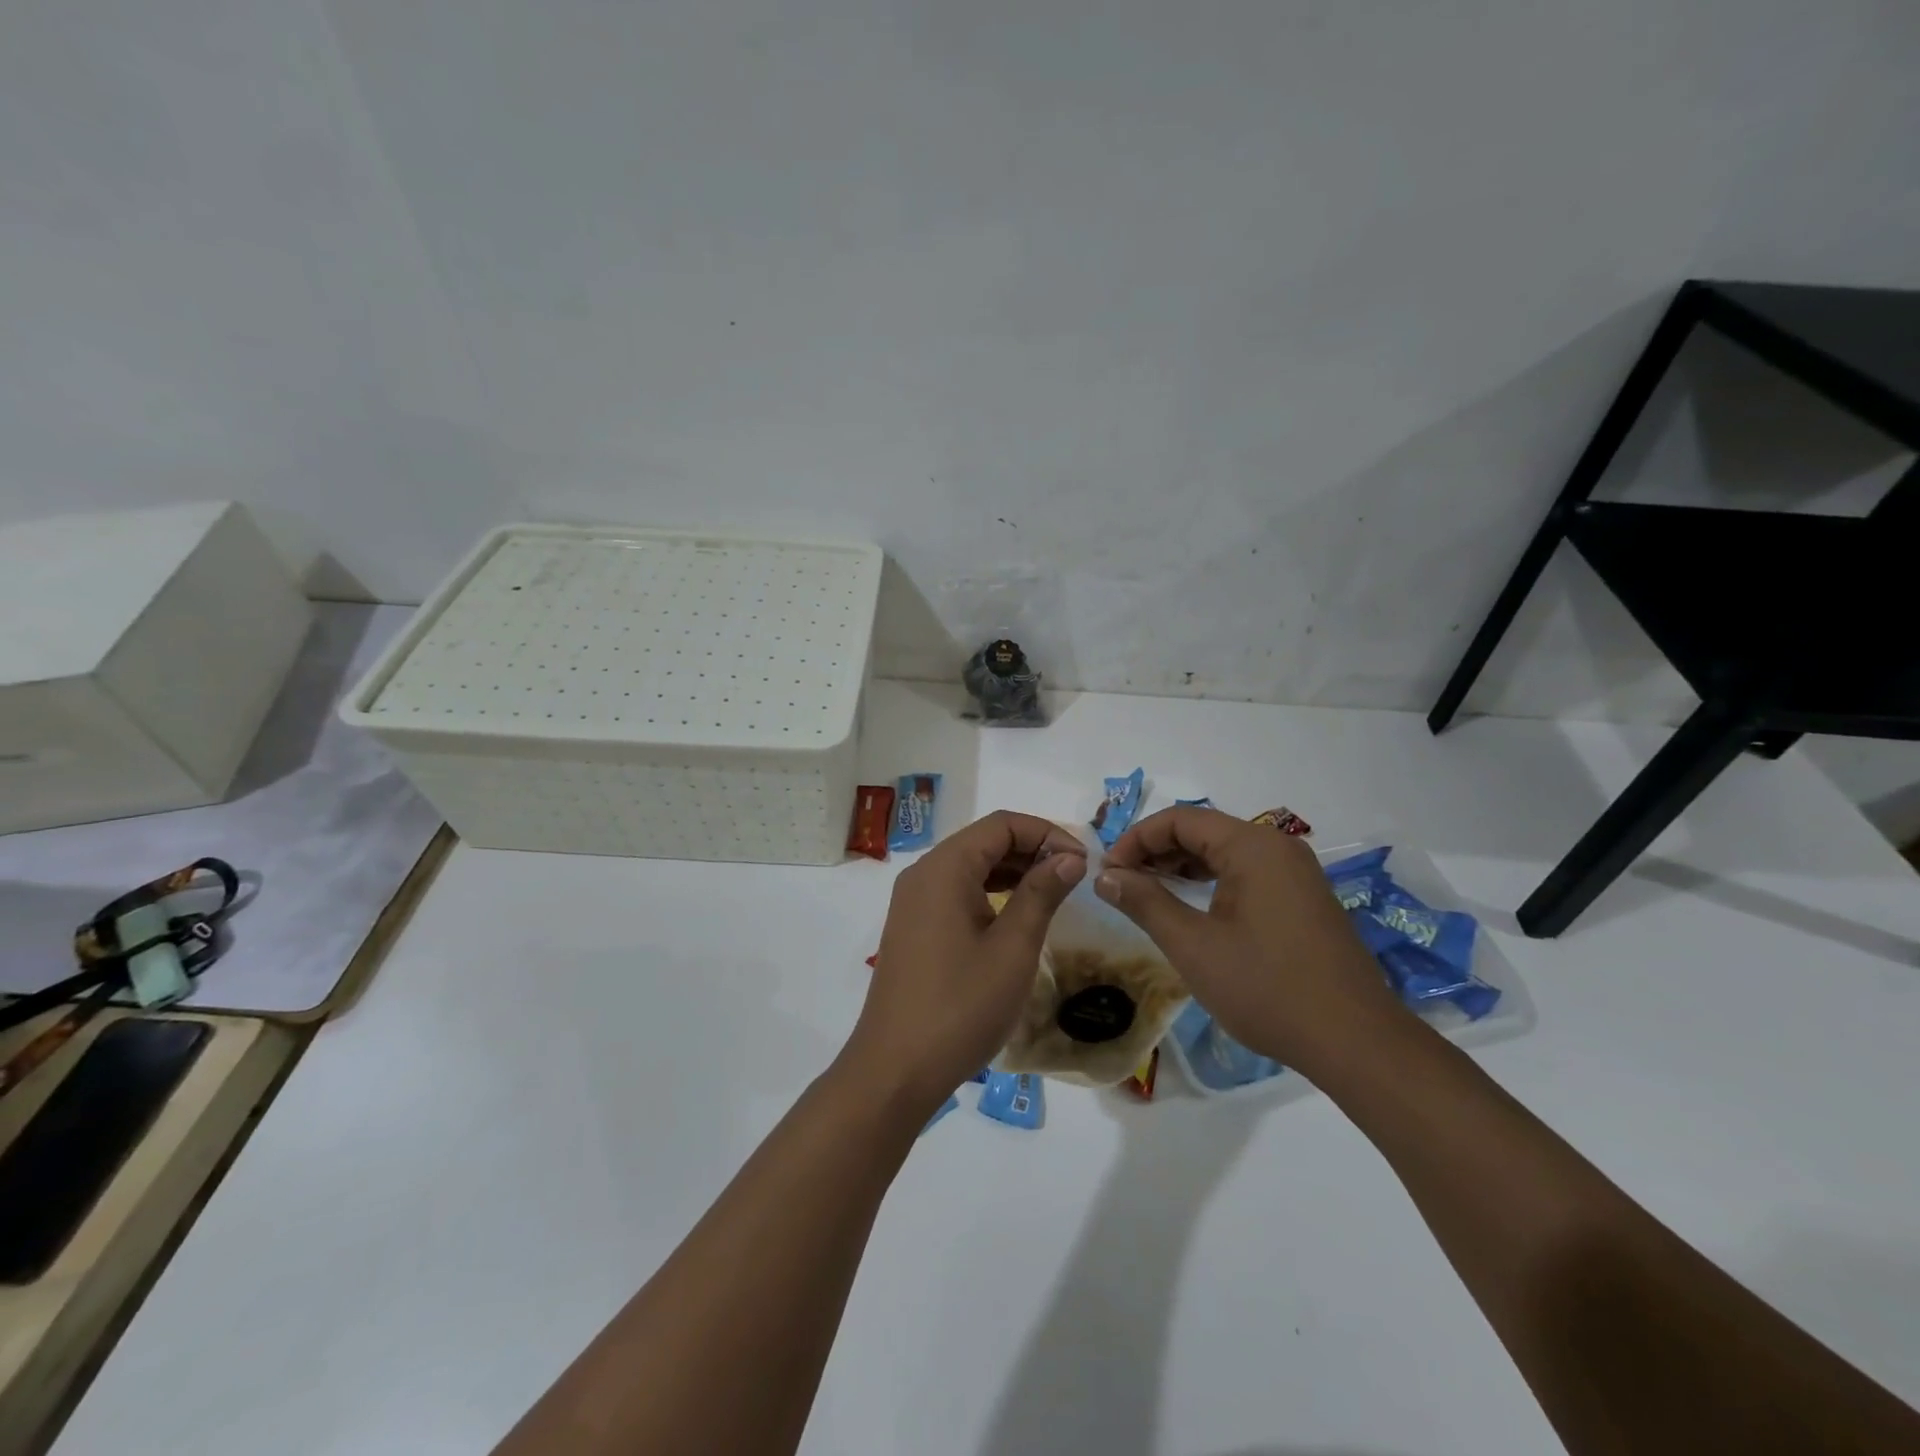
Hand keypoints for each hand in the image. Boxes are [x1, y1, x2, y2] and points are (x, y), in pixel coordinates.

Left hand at [842, 811, 1087, 1113]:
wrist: (896, 1069)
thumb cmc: (961, 1006)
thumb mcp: (1013, 948)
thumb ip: (1041, 893)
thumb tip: (1070, 856)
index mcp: (945, 868)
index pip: (1001, 825)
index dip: (1047, 833)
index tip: (1083, 861)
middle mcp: (923, 874)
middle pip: (984, 841)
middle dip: (1031, 850)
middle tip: (1075, 877)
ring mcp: (913, 901)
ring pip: (970, 867)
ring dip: (1012, 872)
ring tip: (1054, 893)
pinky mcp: (913, 927)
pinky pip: (956, 892)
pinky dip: (990, 893)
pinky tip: (1016, 916)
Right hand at [1095, 806, 1403, 1071]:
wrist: (1356, 1043)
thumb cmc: (1267, 989)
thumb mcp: (1194, 946)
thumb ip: (1145, 902)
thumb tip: (1105, 876)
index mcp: (1253, 847)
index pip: (1179, 819)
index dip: (1136, 840)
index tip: (1107, 872)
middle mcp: (1277, 847)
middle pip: (1202, 830)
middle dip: (1155, 851)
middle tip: (1121, 883)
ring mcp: (1295, 873)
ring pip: (1224, 851)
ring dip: (1181, 865)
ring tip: (1147, 893)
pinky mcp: (1303, 898)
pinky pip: (1246, 872)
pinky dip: (1210, 881)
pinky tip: (1191, 906)